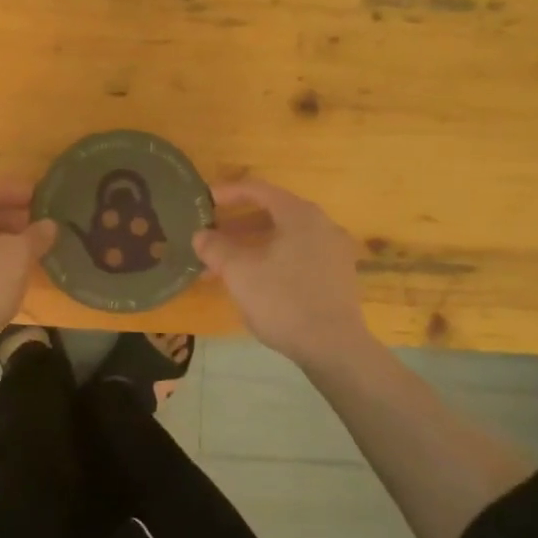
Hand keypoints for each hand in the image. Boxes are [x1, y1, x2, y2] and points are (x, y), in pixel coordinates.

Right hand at [194, 180, 373, 367]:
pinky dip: (272, 259)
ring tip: (224, 265)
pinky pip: (297, 256)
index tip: (204, 201)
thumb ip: (216, 248)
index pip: (259, 190)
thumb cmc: (283, 300)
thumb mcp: (239, 272)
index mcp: (300, 215)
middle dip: (237, 224)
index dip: (228, 192)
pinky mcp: (337, 277)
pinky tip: (253, 281)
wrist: (334, 348)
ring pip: (284, 238)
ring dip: (251, 246)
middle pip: (272, 213)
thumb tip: (200, 235)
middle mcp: (321, 225)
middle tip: (211, 235)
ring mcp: (333, 252)